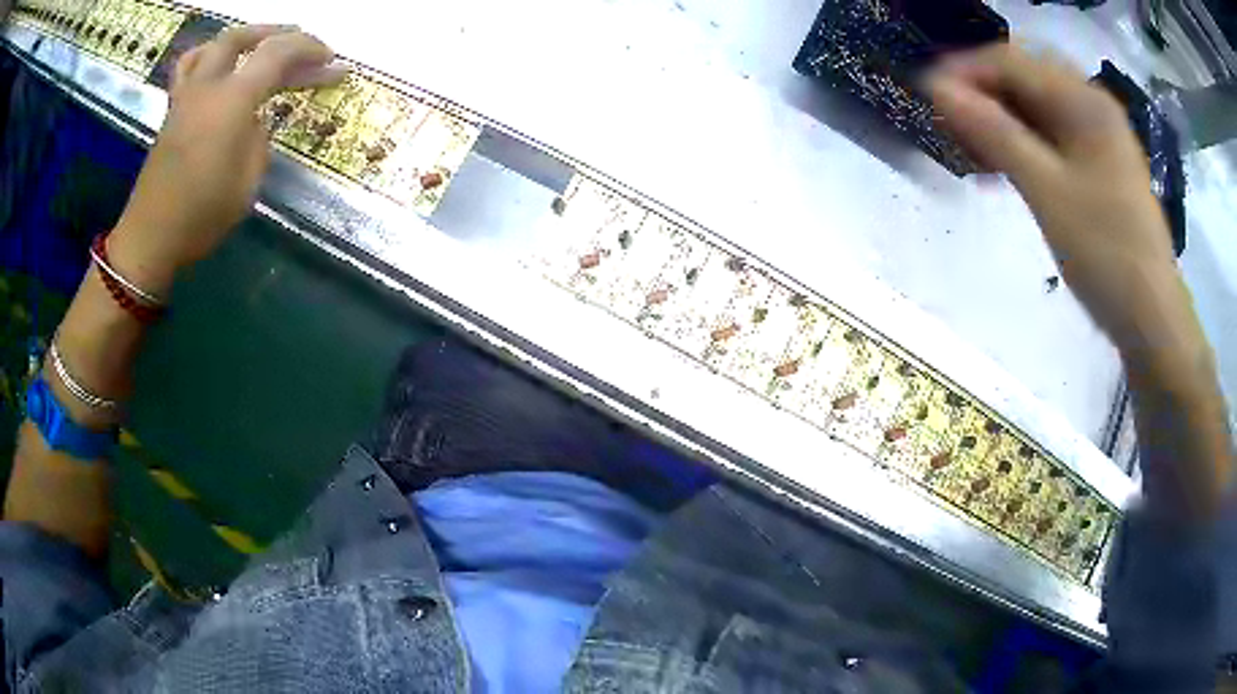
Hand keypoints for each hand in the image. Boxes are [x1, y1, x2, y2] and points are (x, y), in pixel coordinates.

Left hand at [109, 26, 344, 294]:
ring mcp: (186, 96)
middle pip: (244, 37)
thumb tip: (255, 118)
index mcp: (232, 102)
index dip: (309, 49)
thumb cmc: (201, 216)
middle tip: (301, 43)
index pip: (277, 54)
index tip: (332, 61)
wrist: (151, 238)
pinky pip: (189, 65)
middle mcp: (207, 87)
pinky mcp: (172, 109)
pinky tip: (217, 62)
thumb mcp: (247, 182)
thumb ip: (258, 138)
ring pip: (214, 44)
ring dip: (243, 37)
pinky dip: (208, 53)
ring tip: (261, 43)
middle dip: (279, 33)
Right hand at [926, 44, 1180, 346]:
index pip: (1010, 60)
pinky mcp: (1103, 163)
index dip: (964, 71)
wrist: (1152, 319)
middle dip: (983, 92)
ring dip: (1003, 118)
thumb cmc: (1105, 254)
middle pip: (1025, 77)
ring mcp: (1101, 134)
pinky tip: (1009, 167)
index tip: (927, 96)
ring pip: (1038, 106)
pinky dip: (1026, 142)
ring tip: (974, 149)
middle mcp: (1092, 104)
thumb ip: (994, 133)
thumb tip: (937, 87)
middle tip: (952, 123)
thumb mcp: (1046, 190)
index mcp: (1083, 100)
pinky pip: (1055, 134)